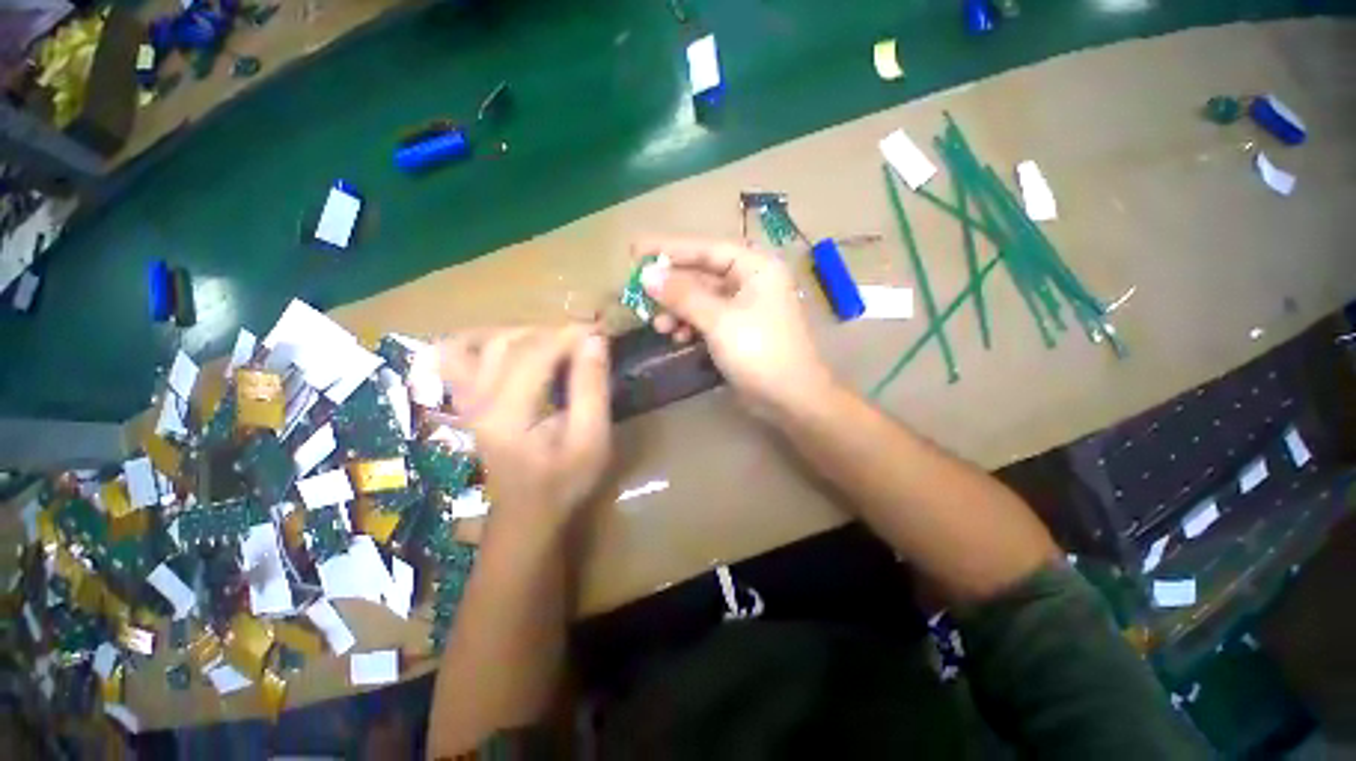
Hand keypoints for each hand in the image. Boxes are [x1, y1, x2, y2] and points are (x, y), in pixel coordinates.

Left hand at [438, 326, 611, 533]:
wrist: (527, 513)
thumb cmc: (565, 480)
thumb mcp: (591, 439)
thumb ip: (592, 388)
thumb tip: (594, 341)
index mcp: (509, 413)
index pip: (535, 353)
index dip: (569, 335)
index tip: (599, 330)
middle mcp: (478, 400)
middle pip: (508, 342)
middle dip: (551, 332)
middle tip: (583, 339)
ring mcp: (466, 400)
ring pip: (481, 343)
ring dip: (523, 333)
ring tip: (556, 343)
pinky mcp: (466, 402)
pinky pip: (456, 357)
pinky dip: (479, 341)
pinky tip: (508, 345)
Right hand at [640, 238, 834, 414]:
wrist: (790, 399)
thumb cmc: (759, 352)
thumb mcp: (719, 320)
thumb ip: (682, 295)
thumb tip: (647, 274)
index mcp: (756, 267)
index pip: (707, 249)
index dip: (670, 249)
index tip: (636, 251)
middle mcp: (751, 281)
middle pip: (702, 274)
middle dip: (672, 287)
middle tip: (639, 293)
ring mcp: (745, 308)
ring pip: (702, 299)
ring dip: (678, 310)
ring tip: (658, 325)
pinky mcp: (738, 330)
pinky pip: (708, 319)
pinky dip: (691, 326)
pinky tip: (676, 337)